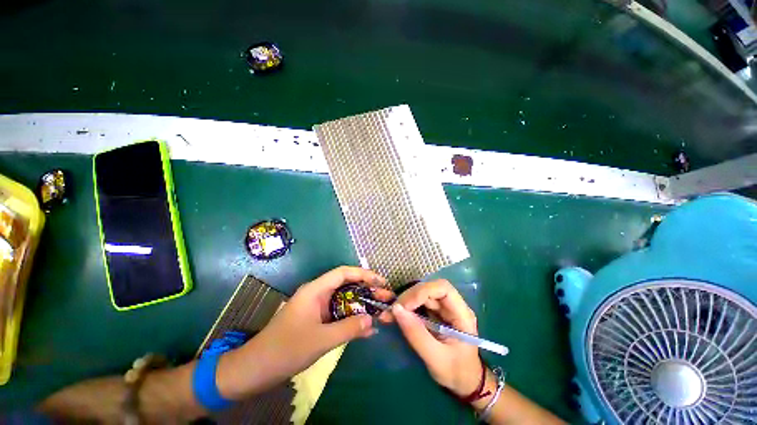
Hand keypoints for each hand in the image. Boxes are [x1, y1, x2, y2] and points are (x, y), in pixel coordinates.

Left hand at [218, 266, 386, 398]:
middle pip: (347, 286)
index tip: (380, 281)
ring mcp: (318, 308)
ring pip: (345, 301)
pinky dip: (353, 319)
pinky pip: (340, 315)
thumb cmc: (285, 349)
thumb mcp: (320, 339)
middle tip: (386, 297)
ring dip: (363, 306)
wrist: (256, 370)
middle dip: (367, 290)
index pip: (343, 273)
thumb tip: (372, 320)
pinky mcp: (318, 320)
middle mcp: (318, 294)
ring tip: (382, 311)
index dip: (363, 274)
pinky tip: (368, 327)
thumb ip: (348, 328)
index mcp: (315, 290)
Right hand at [379, 279, 483, 397]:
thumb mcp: (436, 359)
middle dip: (409, 297)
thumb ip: (416, 334)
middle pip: (429, 289)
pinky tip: (393, 315)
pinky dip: (405, 308)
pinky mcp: (434, 313)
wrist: (464, 383)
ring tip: (389, 314)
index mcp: (462, 314)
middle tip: (392, 311)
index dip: (422, 291)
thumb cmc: (456, 372)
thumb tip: (396, 309)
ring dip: (404, 302)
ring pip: (421, 295)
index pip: (442, 288)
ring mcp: (443, 308)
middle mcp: (452, 305)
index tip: (404, 306)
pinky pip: (418, 304)